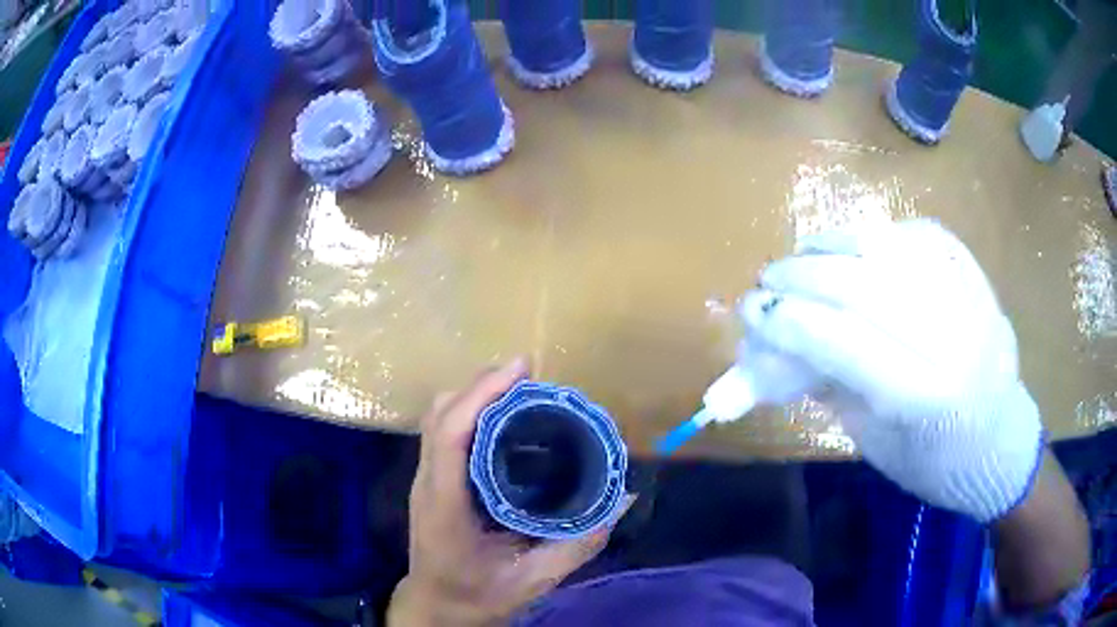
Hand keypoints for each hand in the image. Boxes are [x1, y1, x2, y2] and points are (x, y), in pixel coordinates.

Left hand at [388, 359, 626, 626]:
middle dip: (482, 385)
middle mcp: (428, 484)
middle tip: (528, 375)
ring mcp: (424, 480)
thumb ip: (579, 545)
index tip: (520, 370)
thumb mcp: (533, 580)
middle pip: (441, 414)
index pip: (451, 436)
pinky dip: (470, 410)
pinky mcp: (431, 480)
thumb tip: (621, 501)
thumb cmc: (477, 596)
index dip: (481, 394)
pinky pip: (444, 431)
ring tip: (518, 389)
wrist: (436, 606)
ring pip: (438, 417)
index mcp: (446, 507)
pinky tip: (502, 417)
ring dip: (474, 394)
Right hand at [743, 219, 1042, 521]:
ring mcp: (970, 297)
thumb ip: (829, 386)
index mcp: (927, 397)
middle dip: (803, 275)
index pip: (846, 342)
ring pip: (891, 247)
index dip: (790, 321)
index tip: (752, 311)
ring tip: (805, 254)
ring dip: (834, 243)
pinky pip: (920, 235)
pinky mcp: (976, 275)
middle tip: (768, 279)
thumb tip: (773, 344)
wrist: (1001, 443)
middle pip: (865, 285)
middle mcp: (954, 338)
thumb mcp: (875, 442)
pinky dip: (878, 234)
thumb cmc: (935, 462)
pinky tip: (858, 246)